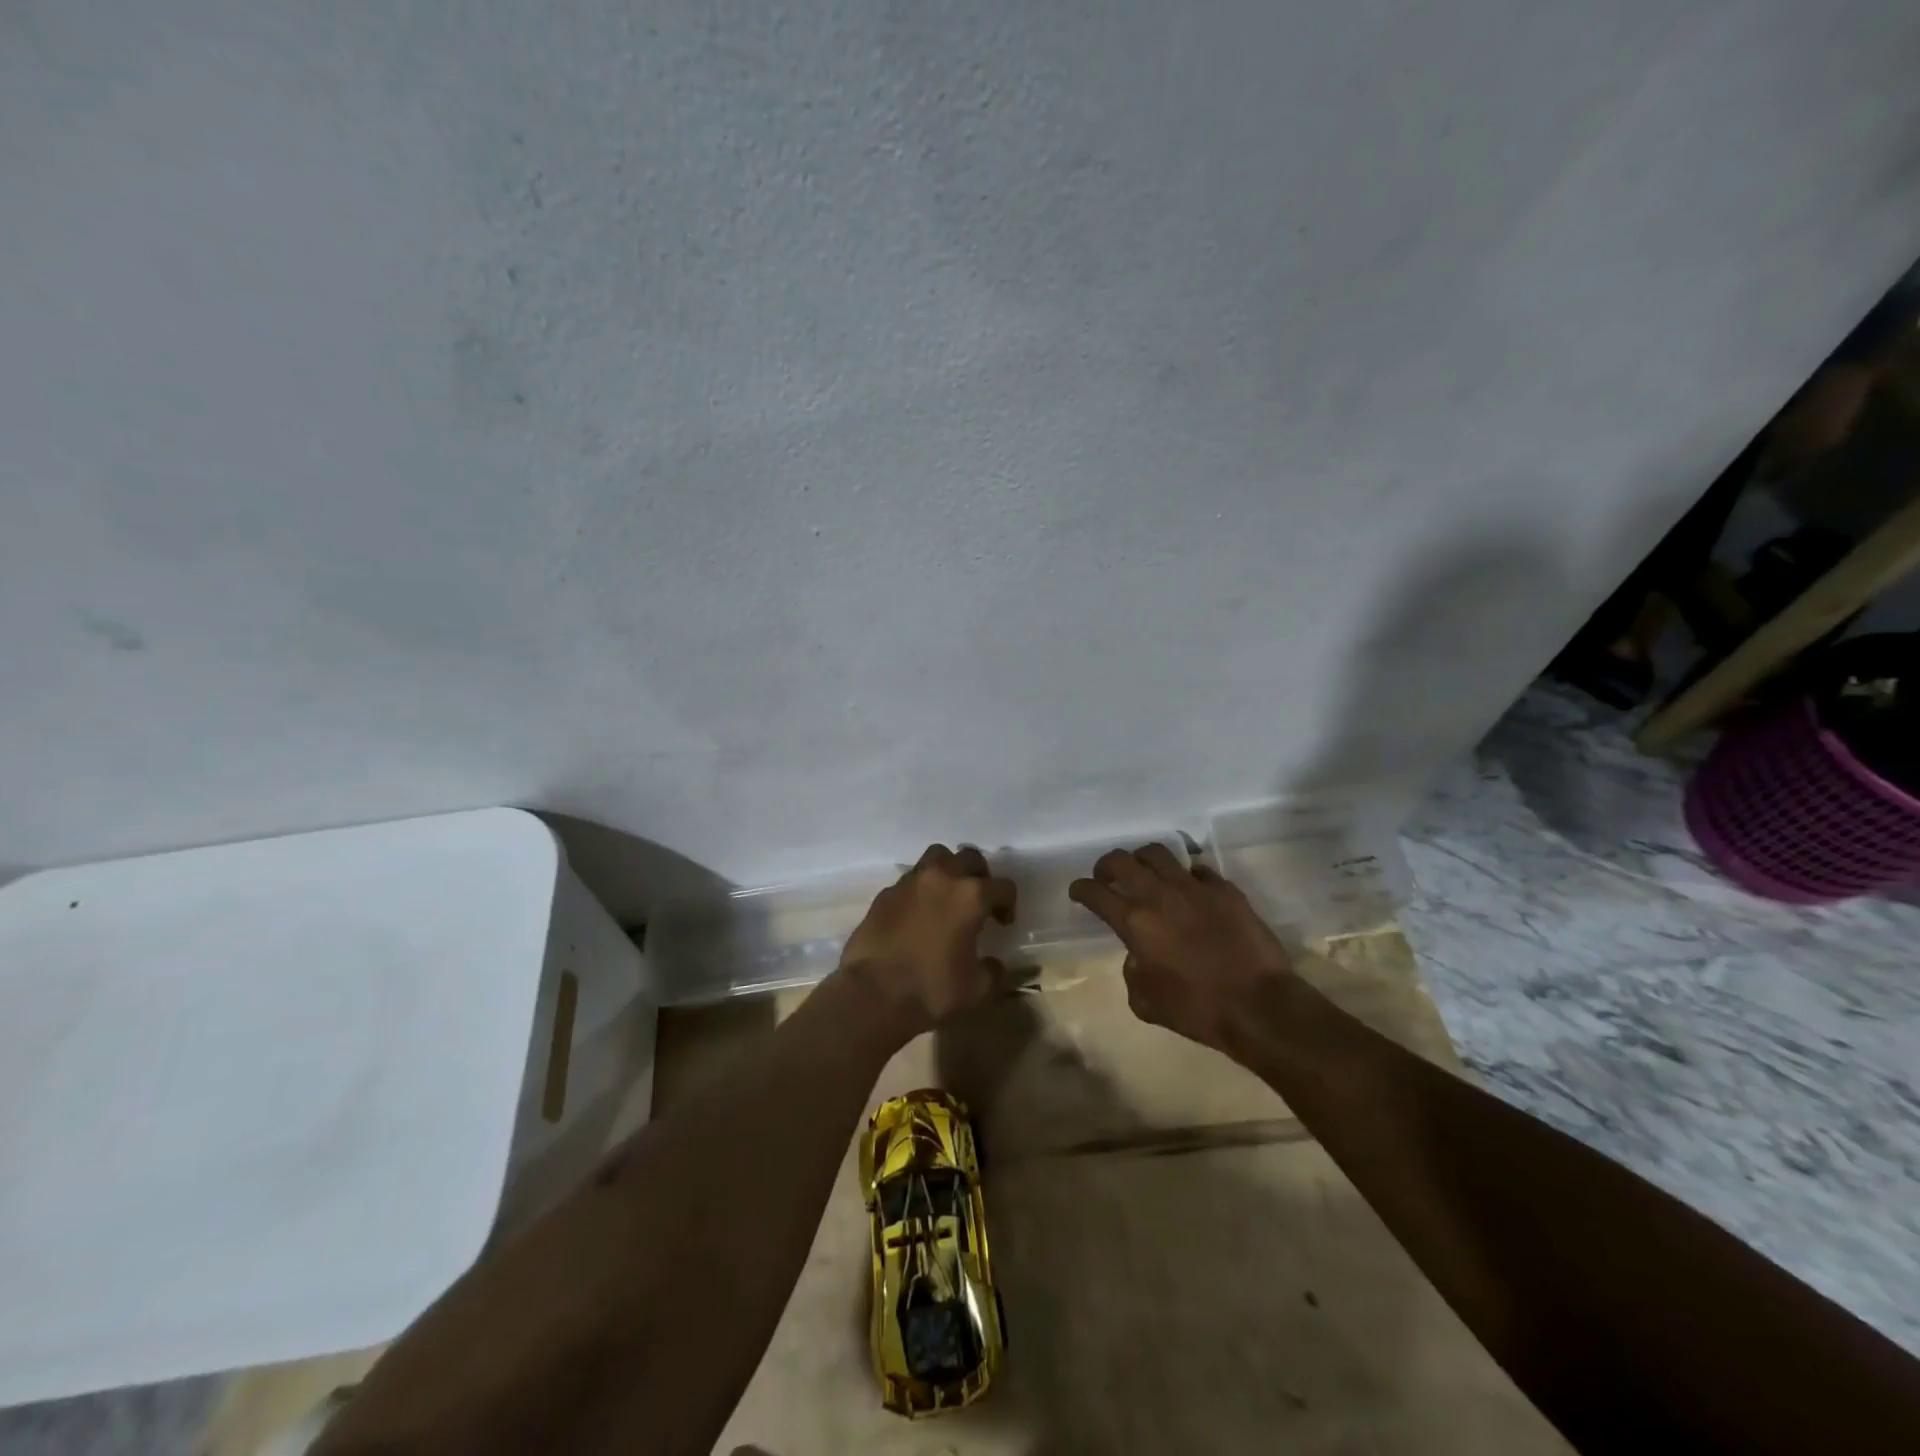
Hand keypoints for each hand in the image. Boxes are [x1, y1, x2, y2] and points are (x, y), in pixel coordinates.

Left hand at [839, 845, 1015, 1035]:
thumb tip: (994, 964)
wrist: (872, 995)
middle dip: (980, 875)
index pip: (1003, 887)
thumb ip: (993, 972)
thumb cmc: (931, 990)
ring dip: (948, 870)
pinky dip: (920, 890)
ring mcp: (909, 882)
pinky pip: (910, 880)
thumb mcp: (977, 990)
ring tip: (948, 897)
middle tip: (979, 901)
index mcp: (970, 896)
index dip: (1009, 904)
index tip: (1003, 923)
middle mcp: (941, 878)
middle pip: (969, 858)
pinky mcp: (885, 894)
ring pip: (936, 857)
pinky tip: (918, 915)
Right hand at [1069, 845, 1293, 1053]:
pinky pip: (1198, 870)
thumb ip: (1132, 972)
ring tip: (1146, 874)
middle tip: (1108, 877)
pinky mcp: (1225, 889)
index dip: (1081, 889)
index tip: (1079, 892)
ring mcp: (1195, 887)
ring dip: (1144, 860)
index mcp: (1134, 921)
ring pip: (1158, 853)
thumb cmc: (1197, 1009)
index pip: (1095, 892)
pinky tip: (1190, 891)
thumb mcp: (1146, 1003)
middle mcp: (1159, 895)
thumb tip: (1138, 956)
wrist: (1259, 1006)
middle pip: (1122, 860)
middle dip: (1107, 865)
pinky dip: (1187, 877)